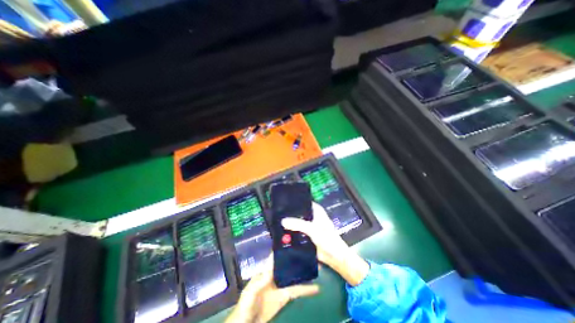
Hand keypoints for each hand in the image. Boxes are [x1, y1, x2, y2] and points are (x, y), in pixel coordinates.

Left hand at [225, 258, 318, 322]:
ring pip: (295, 275)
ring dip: (304, 271)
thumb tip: (271, 268)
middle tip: (310, 252)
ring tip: (316, 265)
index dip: (284, 249)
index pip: (276, 256)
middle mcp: (275, 274)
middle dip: (297, 258)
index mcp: (266, 270)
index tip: (295, 242)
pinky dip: (306, 289)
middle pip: (288, 263)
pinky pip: (297, 290)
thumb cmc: (246, 305)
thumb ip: (259, 281)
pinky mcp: (285, 296)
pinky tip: (316, 287)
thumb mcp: (250, 293)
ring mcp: (281, 284)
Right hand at [283, 203, 369, 285]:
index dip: (294, 202)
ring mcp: (309, 226)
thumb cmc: (328, 239)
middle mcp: (312, 216)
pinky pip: (297, 232)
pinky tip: (282, 233)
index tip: (282, 202)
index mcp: (316, 210)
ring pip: (297, 223)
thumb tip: (283, 221)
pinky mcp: (306, 236)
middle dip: (289, 214)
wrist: (335, 258)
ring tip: (277, 222)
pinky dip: (291, 232)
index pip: (303, 202)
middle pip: (298, 213)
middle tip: (277, 214)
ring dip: (290, 224)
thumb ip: (298, 224)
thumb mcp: (312, 229)